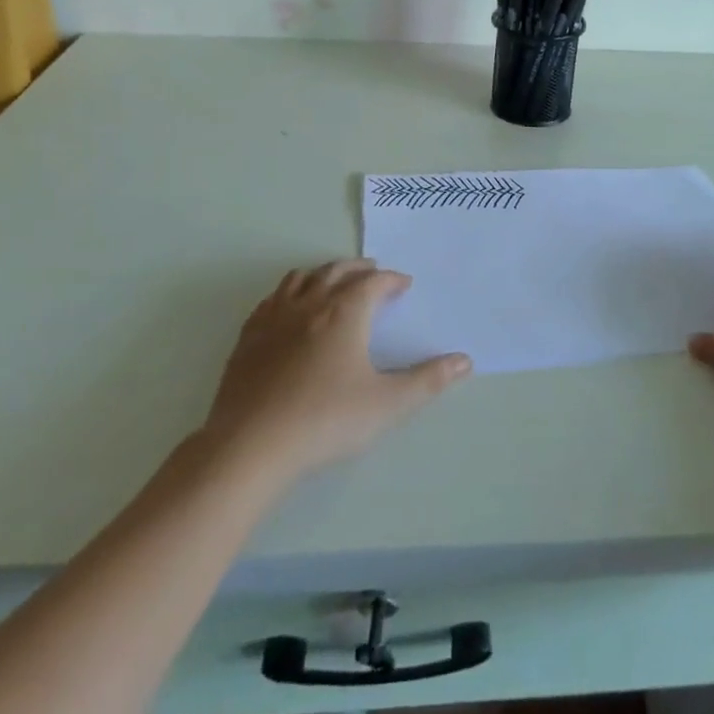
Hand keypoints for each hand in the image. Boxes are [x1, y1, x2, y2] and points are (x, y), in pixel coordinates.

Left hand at [195, 259, 471, 488]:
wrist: (251, 445)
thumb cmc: (326, 420)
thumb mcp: (387, 404)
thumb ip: (428, 381)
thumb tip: (465, 360)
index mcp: (345, 313)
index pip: (373, 282)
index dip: (392, 280)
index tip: (404, 285)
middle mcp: (309, 304)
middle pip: (336, 271)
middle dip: (358, 268)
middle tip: (373, 272)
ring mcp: (274, 318)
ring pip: (301, 278)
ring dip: (322, 273)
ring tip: (333, 281)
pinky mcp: (248, 338)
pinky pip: (271, 300)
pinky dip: (288, 293)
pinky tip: (289, 310)